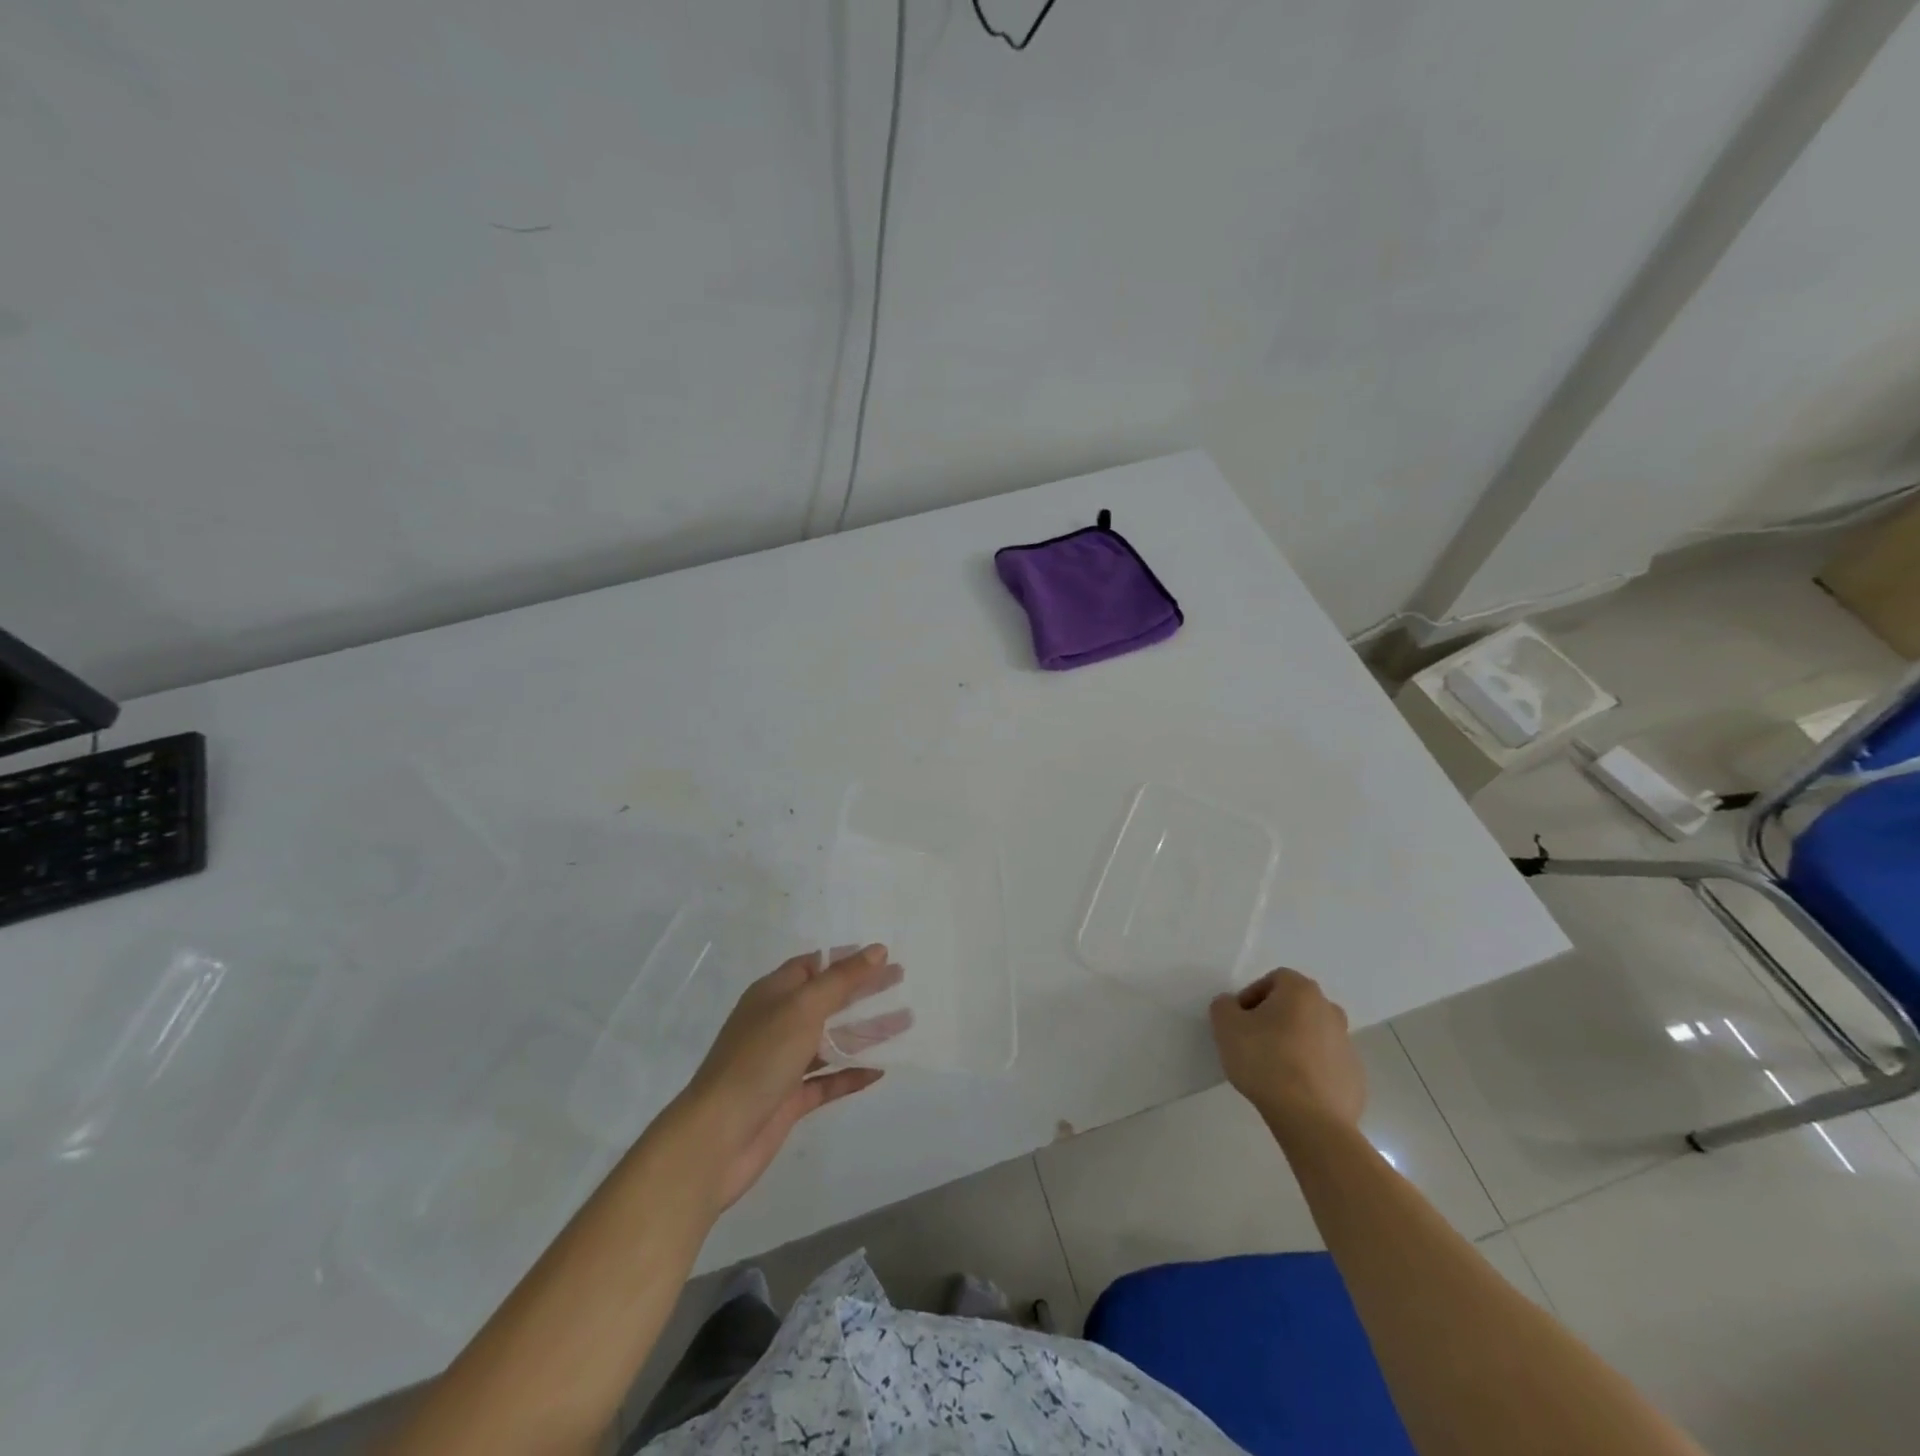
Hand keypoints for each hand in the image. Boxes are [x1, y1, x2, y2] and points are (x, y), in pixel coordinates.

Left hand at [670, 945, 904, 1211]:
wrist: (717, 1138)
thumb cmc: (759, 1059)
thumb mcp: (802, 1009)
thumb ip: (841, 980)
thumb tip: (877, 950)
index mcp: (773, 994)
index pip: (813, 966)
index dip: (846, 958)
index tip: (882, 955)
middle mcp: (778, 1024)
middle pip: (827, 1000)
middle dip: (863, 990)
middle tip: (901, 980)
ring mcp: (783, 1063)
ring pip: (831, 1040)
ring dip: (865, 1031)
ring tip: (905, 1022)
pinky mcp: (790, 1100)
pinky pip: (828, 1080)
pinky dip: (853, 1074)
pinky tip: (880, 1070)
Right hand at [1210, 968, 1365, 1136]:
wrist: (1311, 1119)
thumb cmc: (1265, 1061)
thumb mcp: (1226, 1026)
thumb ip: (1224, 1006)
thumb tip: (1233, 1006)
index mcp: (1302, 992)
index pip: (1274, 979)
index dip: (1252, 996)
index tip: (1239, 1021)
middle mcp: (1330, 1011)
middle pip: (1296, 1006)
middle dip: (1274, 1019)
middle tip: (1254, 1042)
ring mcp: (1348, 1045)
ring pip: (1312, 1035)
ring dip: (1294, 1044)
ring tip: (1273, 1069)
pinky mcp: (1355, 1078)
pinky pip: (1326, 1064)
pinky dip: (1310, 1070)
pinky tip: (1293, 1090)